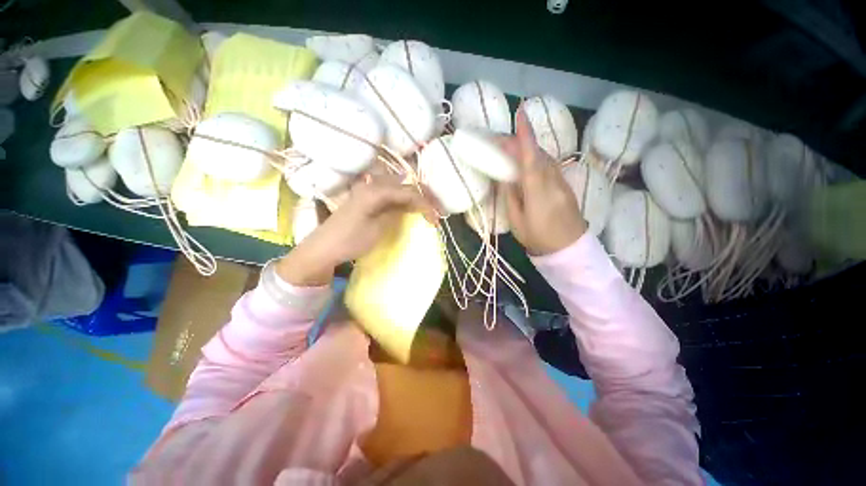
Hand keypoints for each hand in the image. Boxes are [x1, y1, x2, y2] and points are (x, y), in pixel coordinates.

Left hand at [277, 176, 438, 285]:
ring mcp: (368, 191)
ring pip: (399, 190)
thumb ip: (397, 212)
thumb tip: (414, 206)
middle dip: (423, 198)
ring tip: (427, 211)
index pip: (409, 192)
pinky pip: (391, 196)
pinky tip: (410, 209)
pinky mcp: (367, 199)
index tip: (437, 219)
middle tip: (437, 212)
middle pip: (405, 187)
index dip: (425, 204)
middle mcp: (373, 185)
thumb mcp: (379, 228)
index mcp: (376, 191)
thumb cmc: (351, 240)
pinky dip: (403, 202)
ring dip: (414, 199)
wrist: (324, 248)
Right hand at [500, 106, 586, 255]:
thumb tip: (505, 177)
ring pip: (544, 157)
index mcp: (537, 190)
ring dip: (527, 148)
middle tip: (500, 140)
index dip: (525, 135)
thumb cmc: (537, 237)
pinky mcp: (565, 184)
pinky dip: (536, 158)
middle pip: (536, 153)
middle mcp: (552, 180)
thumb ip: (511, 196)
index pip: (530, 157)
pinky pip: (549, 165)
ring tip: (510, 149)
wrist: (569, 248)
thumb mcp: (516, 220)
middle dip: (519, 141)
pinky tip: (526, 162)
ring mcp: (561, 181)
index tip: (520, 113)